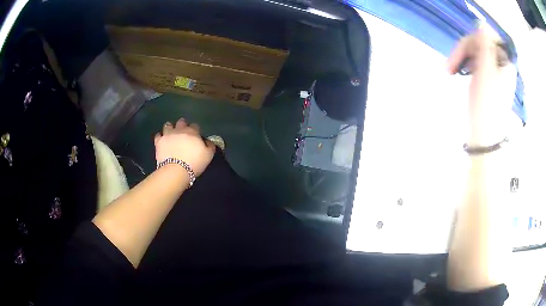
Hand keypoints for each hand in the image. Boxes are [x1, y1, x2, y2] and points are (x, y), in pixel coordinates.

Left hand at [154, 118, 214, 176]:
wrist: (176, 170)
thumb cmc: (194, 163)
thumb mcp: (208, 156)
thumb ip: (210, 146)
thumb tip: (208, 141)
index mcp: (192, 132)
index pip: (195, 126)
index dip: (195, 130)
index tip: (196, 136)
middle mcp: (179, 130)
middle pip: (181, 122)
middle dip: (182, 125)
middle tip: (183, 132)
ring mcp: (168, 134)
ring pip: (168, 125)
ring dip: (170, 128)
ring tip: (171, 133)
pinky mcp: (159, 141)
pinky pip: (158, 135)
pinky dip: (160, 136)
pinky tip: (162, 140)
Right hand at [447, 28, 514, 146]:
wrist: (485, 136)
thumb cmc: (486, 105)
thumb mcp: (485, 71)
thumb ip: (485, 45)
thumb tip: (481, 23)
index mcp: (504, 61)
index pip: (486, 37)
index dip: (472, 40)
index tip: (460, 52)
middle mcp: (501, 64)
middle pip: (480, 45)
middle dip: (464, 51)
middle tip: (450, 66)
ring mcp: (495, 73)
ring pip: (476, 53)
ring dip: (462, 58)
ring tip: (452, 71)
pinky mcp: (489, 80)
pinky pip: (476, 63)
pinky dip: (466, 65)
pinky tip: (460, 72)